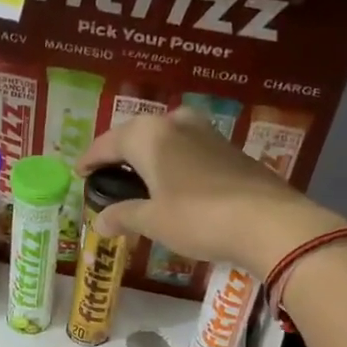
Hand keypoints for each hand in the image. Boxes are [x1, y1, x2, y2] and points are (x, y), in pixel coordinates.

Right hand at [77, 110, 344, 274]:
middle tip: (107, 176)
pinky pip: (188, 150)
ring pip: (166, 140)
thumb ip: (123, 216)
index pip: (108, 143)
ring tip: (138, 181)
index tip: (78, 173)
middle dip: (120, 154)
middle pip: (137, 135)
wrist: (268, 222)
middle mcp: (176, 123)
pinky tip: (173, 185)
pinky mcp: (229, 149)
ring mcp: (207, 133)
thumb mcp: (153, 221)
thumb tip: (99, 222)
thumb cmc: (198, 218)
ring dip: (149, 157)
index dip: (90, 160)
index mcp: (149, 135)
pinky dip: (173, 164)